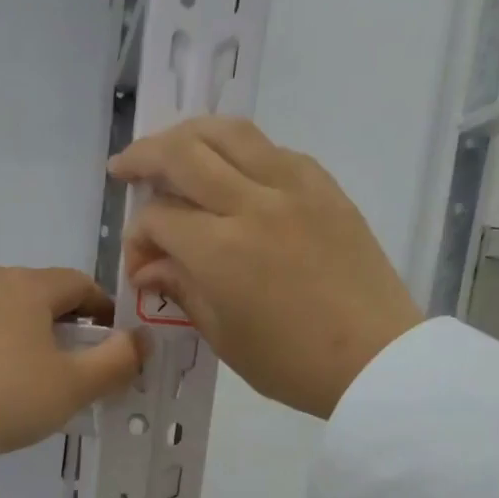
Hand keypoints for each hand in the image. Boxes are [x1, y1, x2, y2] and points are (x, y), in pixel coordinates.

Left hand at [0, 266, 142, 455]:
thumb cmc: (9, 402)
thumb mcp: (74, 388)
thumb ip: (116, 360)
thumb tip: (141, 338)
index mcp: (29, 288)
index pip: (77, 285)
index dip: (98, 306)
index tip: (105, 333)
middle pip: (30, 287)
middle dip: (49, 314)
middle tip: (55, 354)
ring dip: (2, 311)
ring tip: (3, 351)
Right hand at [111, 118, 422, 418]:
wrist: (375, 359)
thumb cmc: (292, 364)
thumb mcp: (224, 337)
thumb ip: (183, 290)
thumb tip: (150, 268)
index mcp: (220, 250)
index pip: (158, 219)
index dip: (137, 237)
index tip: (141, 264)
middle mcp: (252, 203)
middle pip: (183, 153)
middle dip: (143, 156)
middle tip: (124, 168)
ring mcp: (293, 187)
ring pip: (229, 132)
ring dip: (189, 134)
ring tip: (170, 148)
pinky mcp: (324, 187)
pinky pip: (272, 149)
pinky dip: (240, 149)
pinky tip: (232, 169)